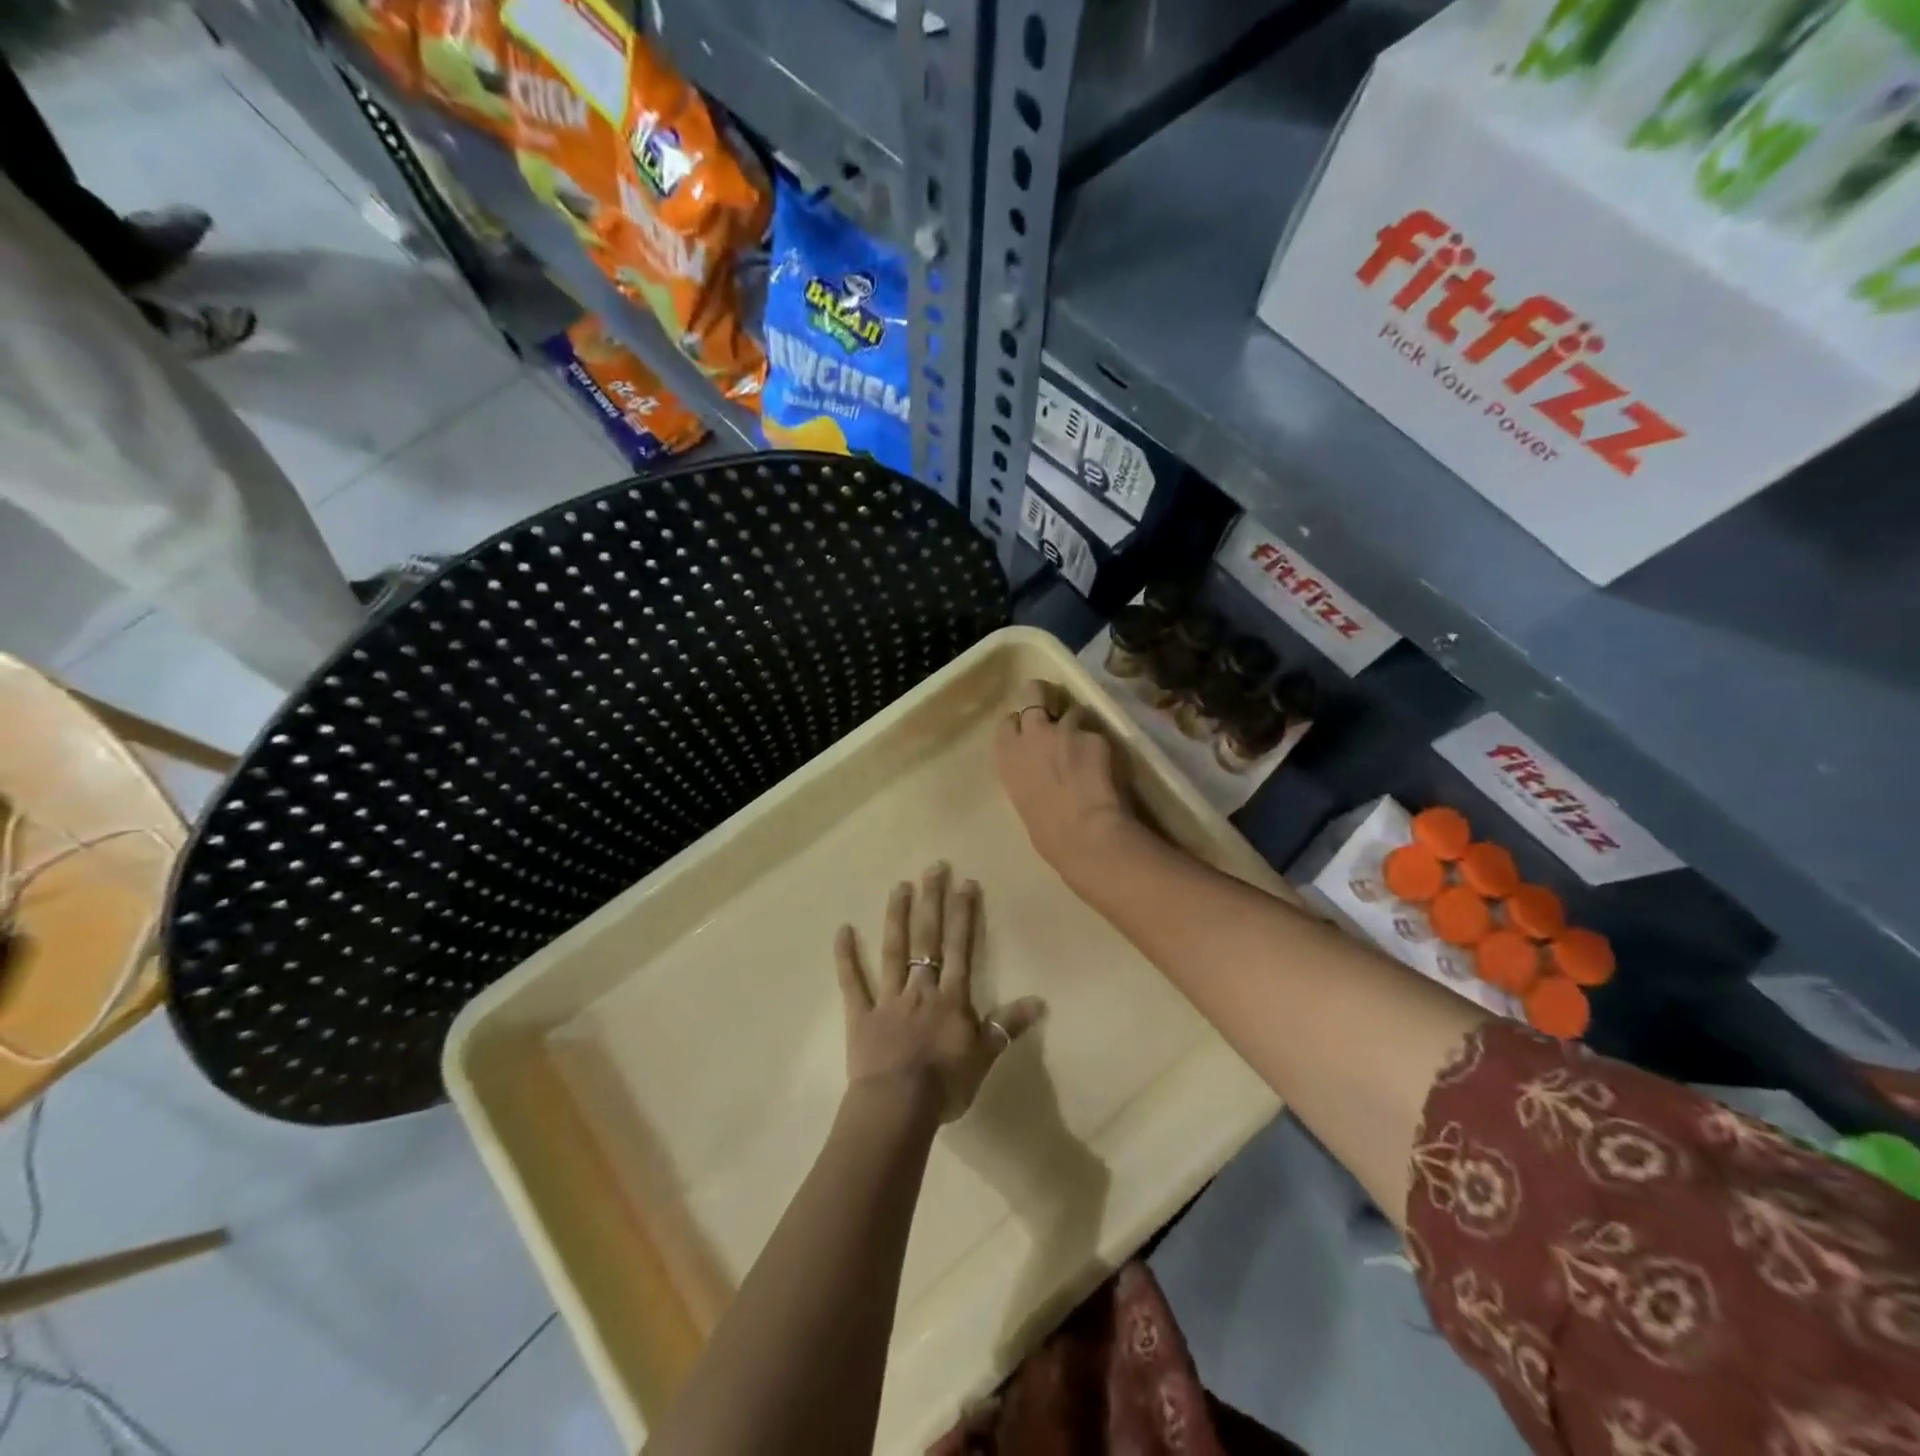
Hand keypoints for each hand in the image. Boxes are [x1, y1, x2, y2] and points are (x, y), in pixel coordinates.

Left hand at [835, 864, 1043, 1123]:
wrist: (898, 1108)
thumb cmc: (945, 1085)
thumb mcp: (984, 1057)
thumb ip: (1008, 1025)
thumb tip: (1040, 1000)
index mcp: (950, 998)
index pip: (959, 948)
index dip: (963, 915)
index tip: (965, 882)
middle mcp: (920, 989)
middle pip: (927, 938)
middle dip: (932, 901)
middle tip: (933, 867)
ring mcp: (887, 999)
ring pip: (893, 951)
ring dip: (896, 917)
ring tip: (900, 886)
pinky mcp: (861, 1015)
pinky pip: (852, 983)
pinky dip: (846, 957)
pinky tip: (842, 930)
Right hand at [995, 679, 1136, 885]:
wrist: (1085, 834)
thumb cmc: (1048, 834)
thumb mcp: (1025, 802)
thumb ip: (1029, 777)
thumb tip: (1042, 777)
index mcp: (1009, 757)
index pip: (1008, 723)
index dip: (1021, 724)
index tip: (1029, 732)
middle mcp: (1033, 735)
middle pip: (1034, 694)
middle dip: (1043, 696)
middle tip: (1055, 709)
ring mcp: (1065, 731)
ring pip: (1072, 710)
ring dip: (1079, 723)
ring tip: (1089, 744)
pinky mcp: (1095, 736)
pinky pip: (1098, 733)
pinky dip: (1102, 744)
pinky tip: (1109, 763)